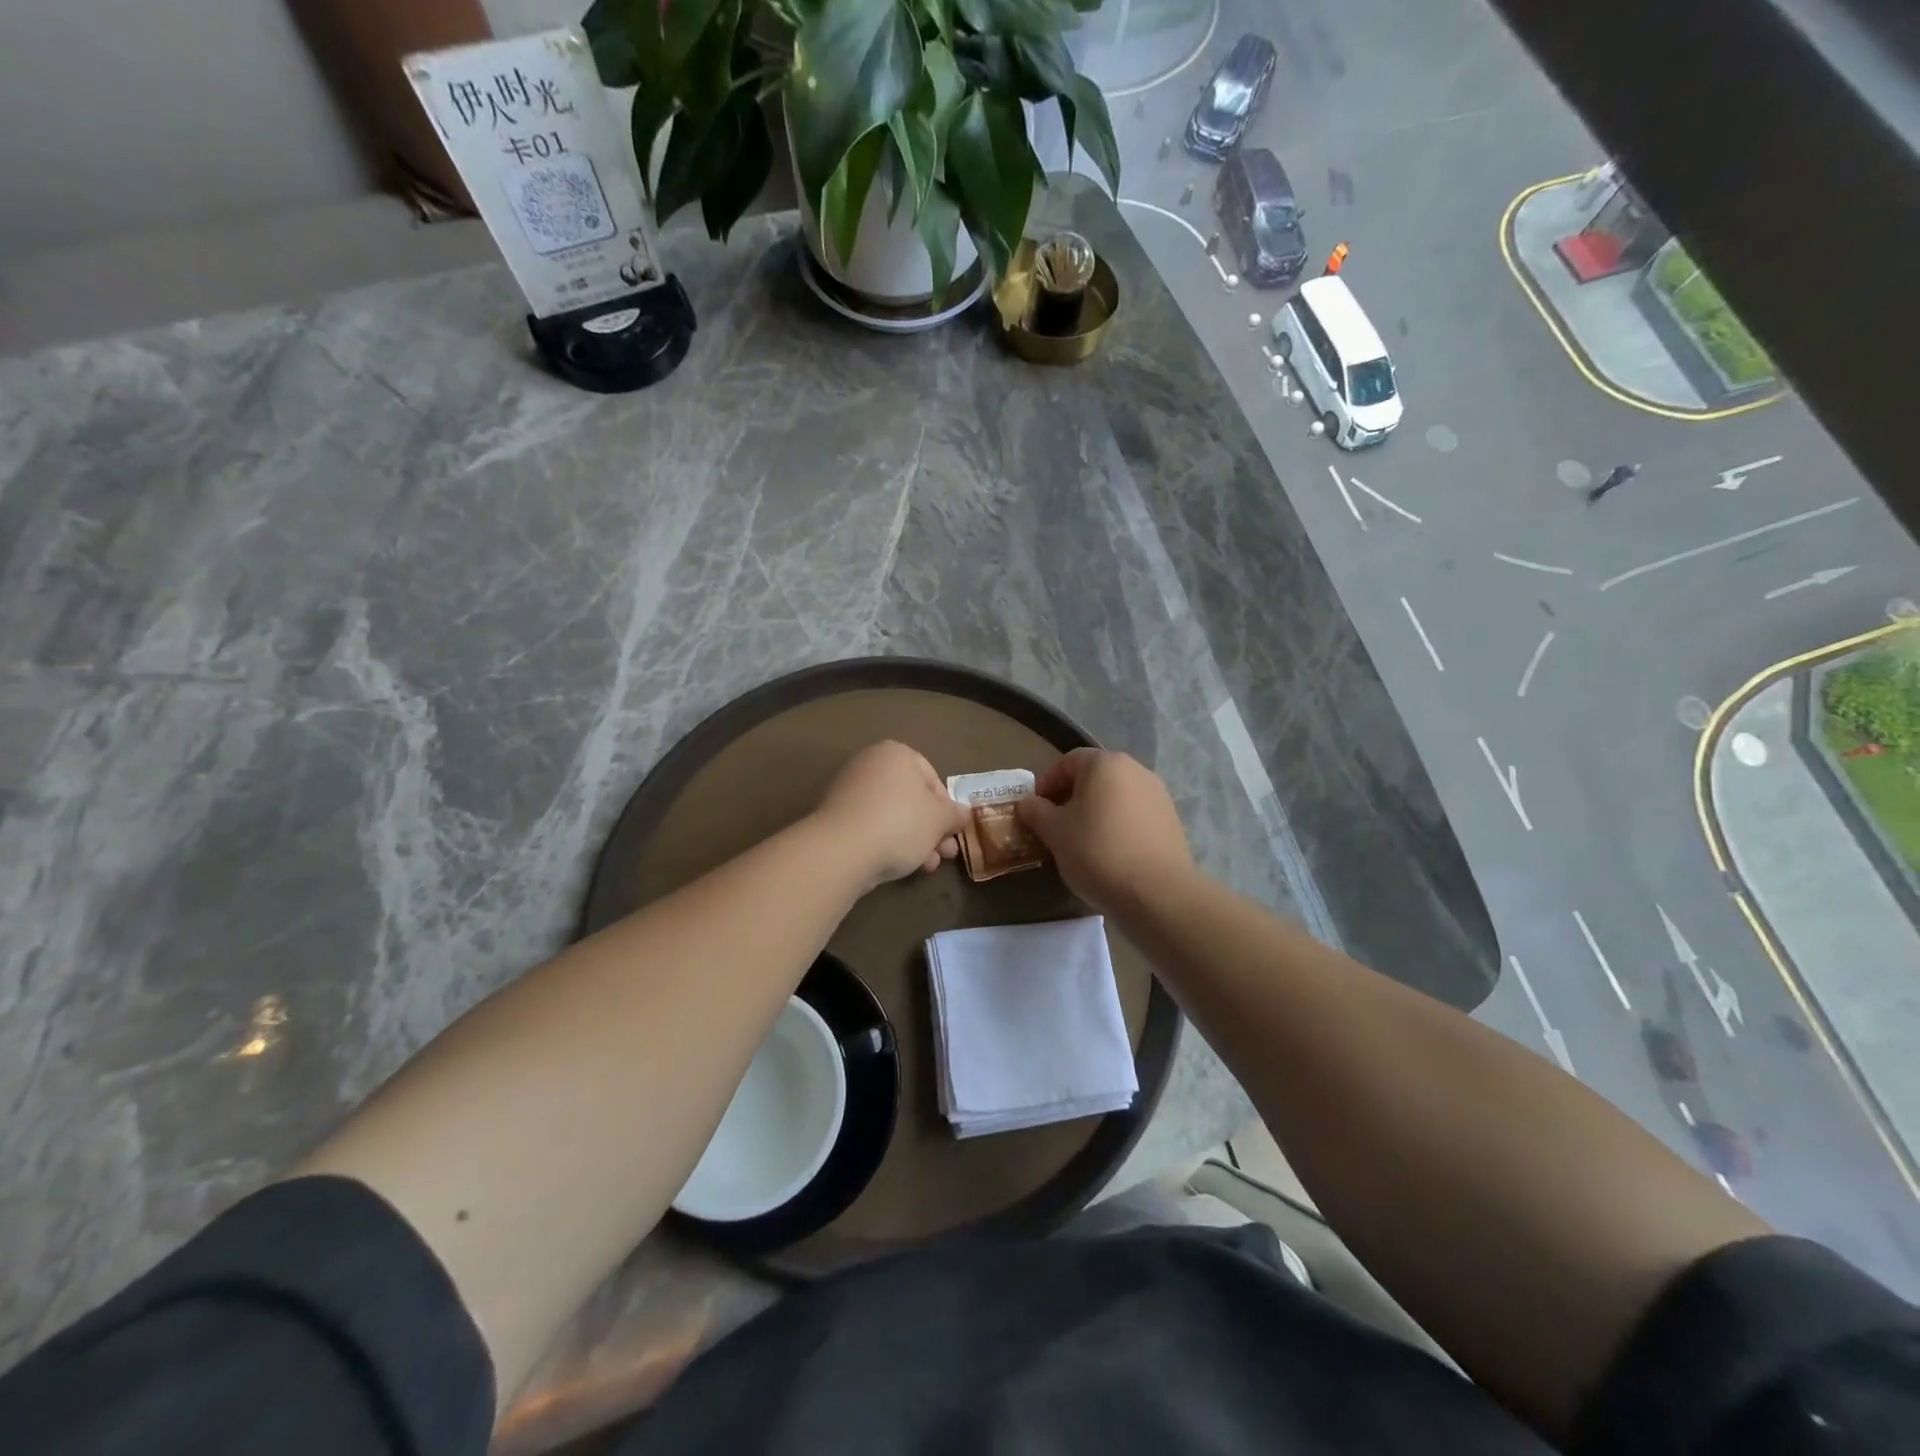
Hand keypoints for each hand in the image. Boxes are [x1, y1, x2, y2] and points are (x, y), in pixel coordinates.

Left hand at [812, 741, 968, 889]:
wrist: (842, 850)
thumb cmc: (900, 823)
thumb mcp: (940, 820)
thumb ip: (955, 814)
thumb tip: (963, 813)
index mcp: (896, 753)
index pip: (932, 778)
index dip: (947, 807)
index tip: (952, 831)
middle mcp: (871, 765)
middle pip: (912, 799)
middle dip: (933, 829)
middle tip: (946, 853)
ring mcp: (850, 791)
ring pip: (894, 816)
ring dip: (916, 841)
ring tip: (928, 866)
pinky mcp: (837, 818)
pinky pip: (873, 827)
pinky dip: (890, 843)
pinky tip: (903, 867)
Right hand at [1016, 749, 1193, 911]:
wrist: (1156, 893)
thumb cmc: (1097, 852)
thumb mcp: (1054, 832)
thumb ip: (1036, 811)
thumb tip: (1028, 803)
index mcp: (1106, 764)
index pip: (1067, 761)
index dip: (1046, 783)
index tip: (1035, 810)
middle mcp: (1136, 770)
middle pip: (1094, 777)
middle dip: (1070, 798)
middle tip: (1055, 826)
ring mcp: (1158, 795)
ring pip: (1115, 797)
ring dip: (1094, 813)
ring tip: (1081, 842)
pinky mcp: (1171, 821)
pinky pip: (1134, 815)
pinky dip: (1117, 826)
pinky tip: (1109, 853)